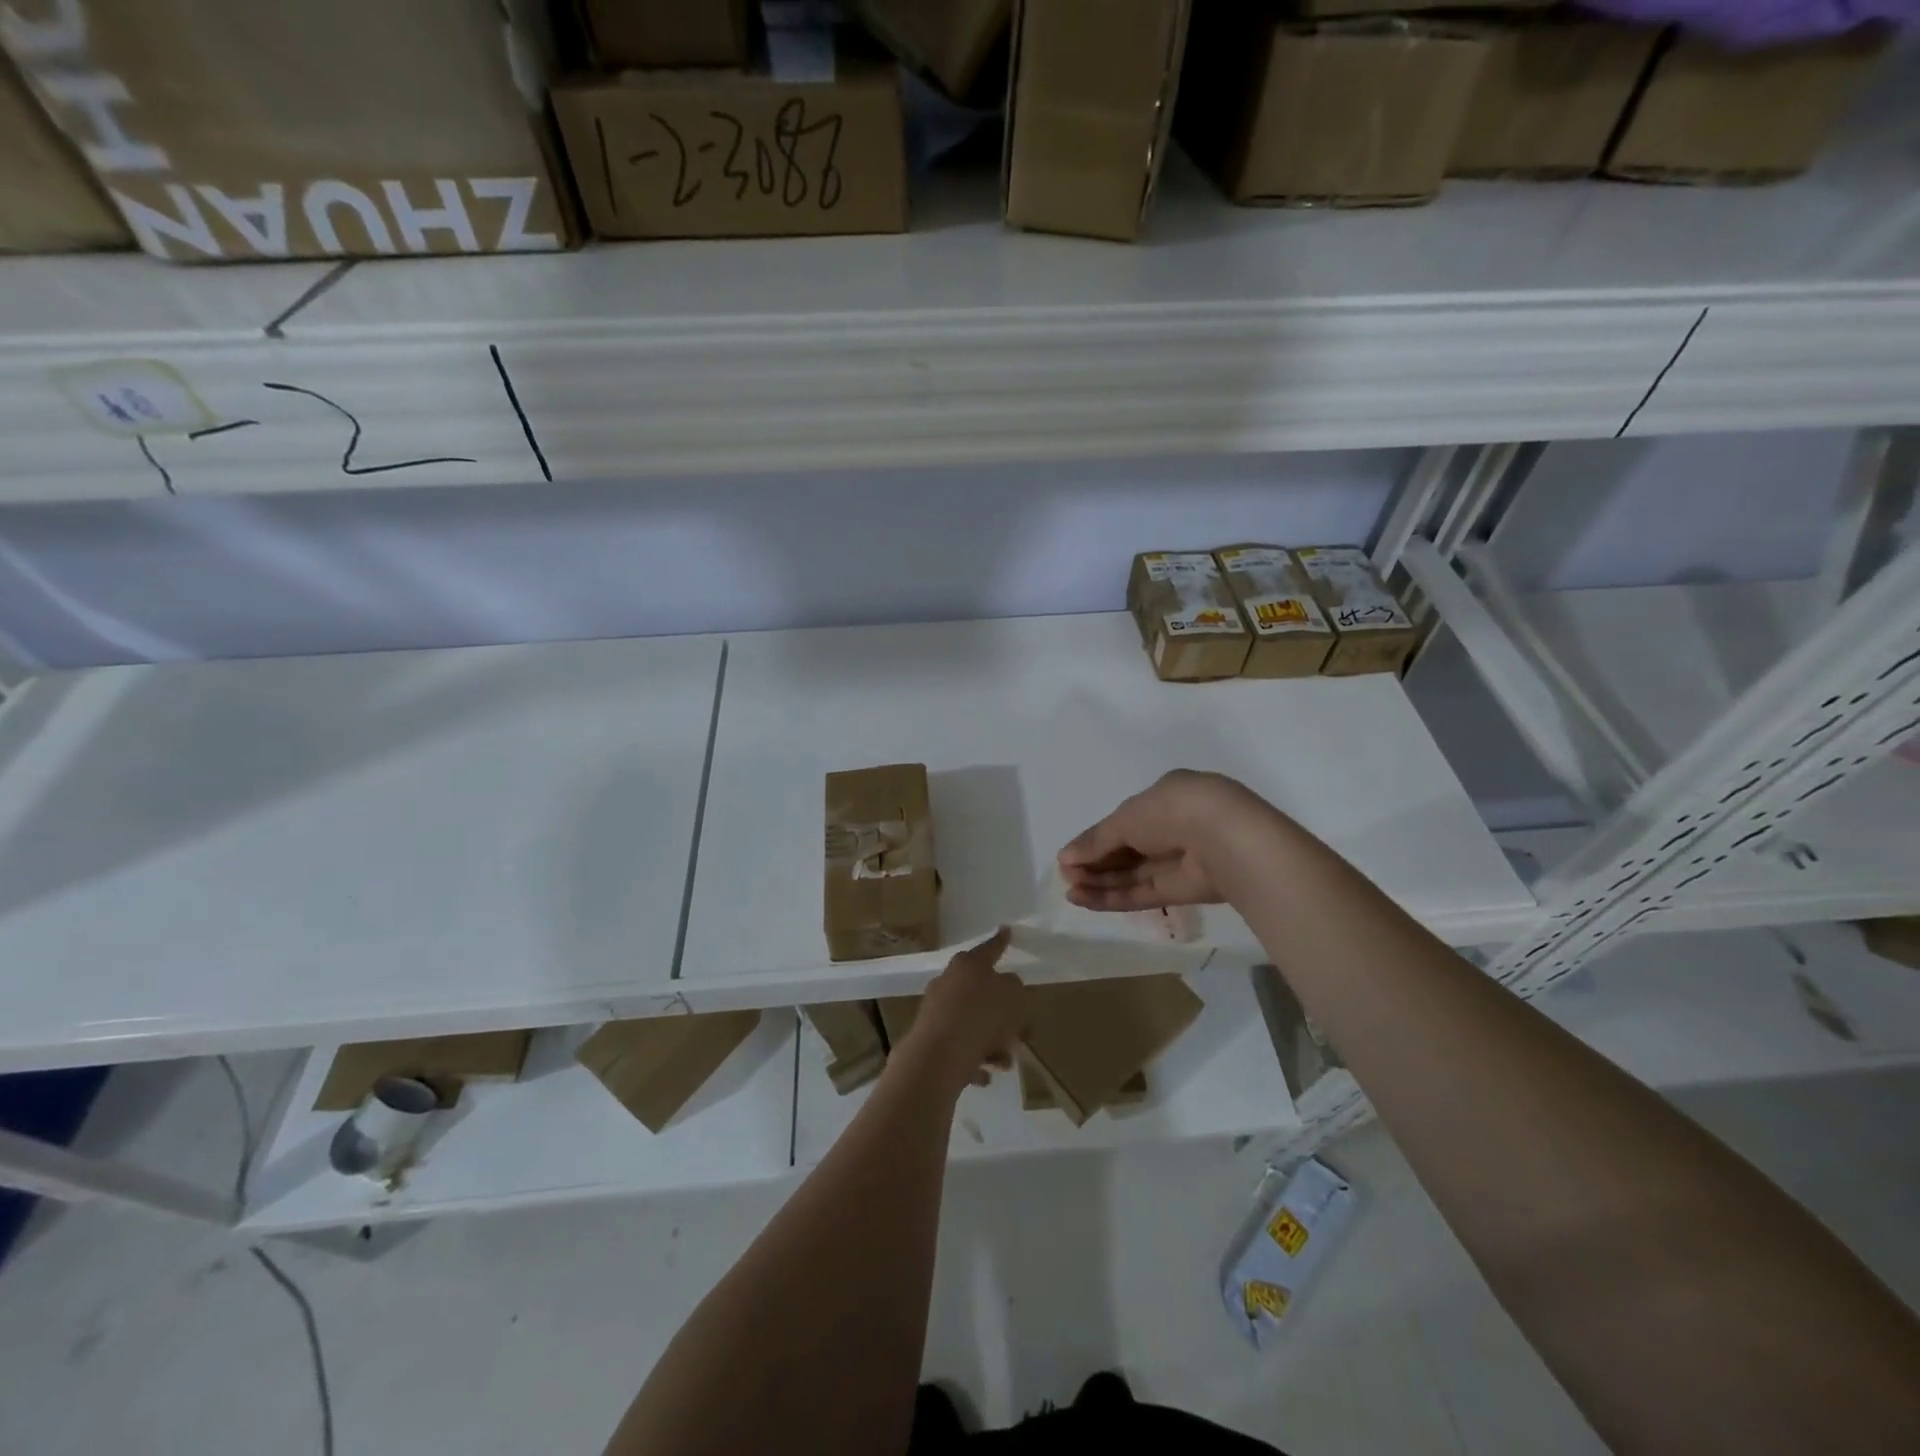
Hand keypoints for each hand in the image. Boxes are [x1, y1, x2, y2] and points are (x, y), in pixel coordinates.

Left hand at [905, 928, 1024, 1093]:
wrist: (938, 1057)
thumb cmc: (981, 1018)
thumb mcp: (1013, 997)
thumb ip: (1015, 987)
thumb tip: (1007, 986)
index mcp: (968, 964)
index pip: (991, 948)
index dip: (1001, 941)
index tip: (1007, 930)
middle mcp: (949, 981)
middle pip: (981, 991)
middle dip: (1002, 1012)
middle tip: (1020, 1030)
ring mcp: (936, 1009)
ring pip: (972, 1022)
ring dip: (991, 1040)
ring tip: (1004, 1060)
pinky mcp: (929, 1037)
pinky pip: (959, 1046)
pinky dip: (973, 1058)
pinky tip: (984, 1075)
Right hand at [1058, 770, 1275, 911]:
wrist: (1225, 839)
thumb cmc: (1171, 811)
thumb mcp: (1126, 818)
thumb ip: (1096, 841)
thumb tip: (1065, 857)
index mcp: (1165, 797)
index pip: (1125, 820)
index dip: (1097, 838)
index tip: (1070, 855)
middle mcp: (1173, 827)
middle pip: (1127, 849)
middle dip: (1095, 862)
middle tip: (1066, 875)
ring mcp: (1180, 860)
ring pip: (1133, 873)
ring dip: (1101, 882)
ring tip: (1069, 890)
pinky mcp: (1185, 890)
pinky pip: (1143, 892)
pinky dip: (1114, 896)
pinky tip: (1085, 899)